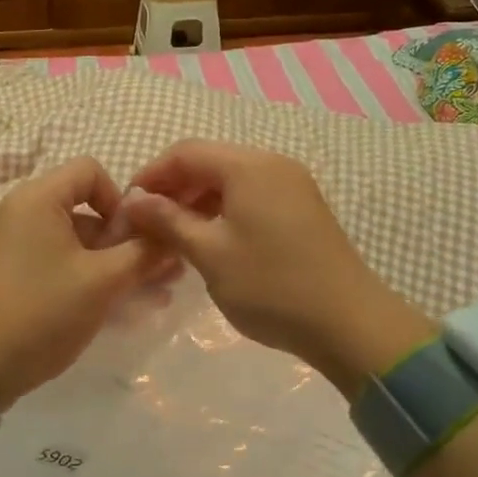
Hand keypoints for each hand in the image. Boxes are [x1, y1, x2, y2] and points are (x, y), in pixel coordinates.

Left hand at [0, 158, 169, 409]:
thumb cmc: (41, 312)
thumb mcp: (102, 282)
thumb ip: (142, 253)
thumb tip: (172, 235)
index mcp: (38, 198)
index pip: (90, 171)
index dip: (121, 198)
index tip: (135, 237)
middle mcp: (23, 212)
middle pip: (87, 210)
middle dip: (127, 241)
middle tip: (162, 274)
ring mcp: (15, 245)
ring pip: (78, 243)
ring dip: (115, 265)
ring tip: (153, 297)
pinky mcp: (13, 275)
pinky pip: (60, 264)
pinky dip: (89, 279)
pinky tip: (121, 310)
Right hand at [122, 141, 435, 395]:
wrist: (351, 324)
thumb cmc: (272, 286)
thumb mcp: (210, 254)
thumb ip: (168, 221)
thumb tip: (134, 200)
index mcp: (248, 166)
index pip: (185, 152)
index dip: (151, 175)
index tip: (127, 207)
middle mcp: (272, 164)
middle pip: (209, 162)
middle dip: (173, 189)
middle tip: (147, 225)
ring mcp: (292, 185)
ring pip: (230, 181)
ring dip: (197, 202)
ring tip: (173, 237)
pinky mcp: (302, 209)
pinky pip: (251, 196)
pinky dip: (223, 211)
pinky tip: (210, 241)